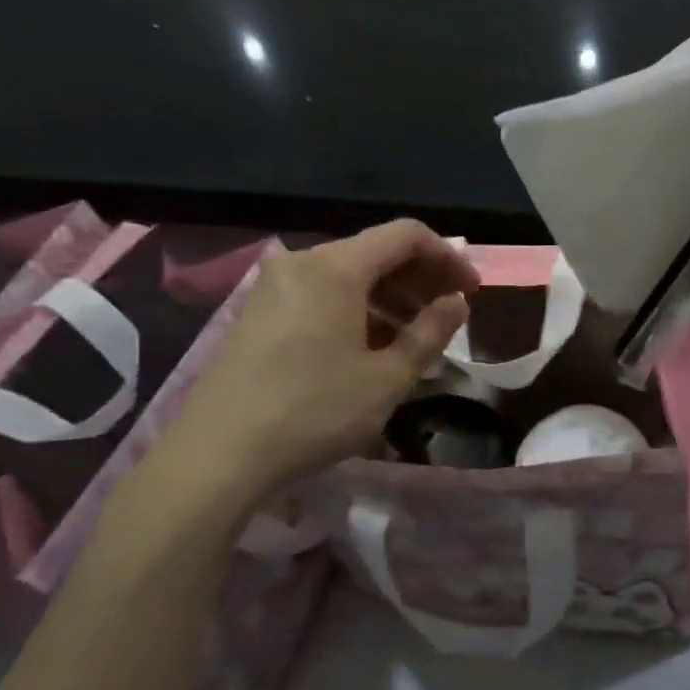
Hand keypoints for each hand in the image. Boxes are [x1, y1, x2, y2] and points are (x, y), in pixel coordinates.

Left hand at [147, 221, 477, 514]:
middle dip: (421, 279)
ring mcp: (275, 287)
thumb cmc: (315, 412)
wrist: (218, 455)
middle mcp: (302, 263)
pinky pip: (323, 295)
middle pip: (376, 252)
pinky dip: (358, 310)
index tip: (471, 292)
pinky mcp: (260, 313)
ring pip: (349, 275)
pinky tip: (372, 348)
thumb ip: (431, 333)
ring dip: (391, 298)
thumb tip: (458, 303)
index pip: (406, 235)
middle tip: (449, 316)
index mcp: (336, 268)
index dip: (447, 257)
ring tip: (416, 339)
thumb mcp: (388, 378)